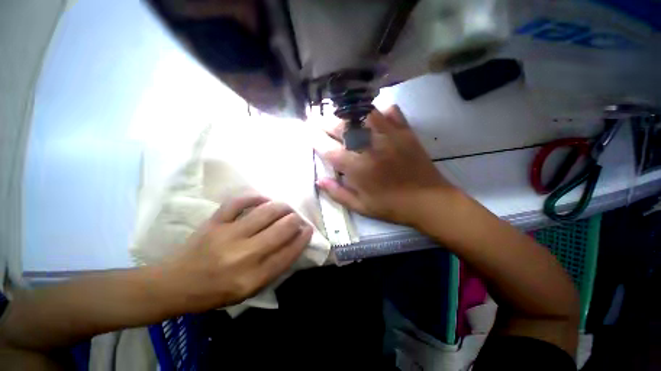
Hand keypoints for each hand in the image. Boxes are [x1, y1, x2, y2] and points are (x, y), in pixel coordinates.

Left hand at [171, 195, 311, 310]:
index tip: (309, 229)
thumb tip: (293, 242)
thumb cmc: (215, 292)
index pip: (288, 253)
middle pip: (281, 229)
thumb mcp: (249, 291)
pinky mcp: (214, 222)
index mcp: (252, 278)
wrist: (175, 284)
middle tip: (297, 218)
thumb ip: (274, 268)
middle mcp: (243, 256)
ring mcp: (227, 235)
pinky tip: (263, 199)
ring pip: (265, 212)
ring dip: (282, 207)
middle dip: (296, 220)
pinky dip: (255, 197)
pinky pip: (238, 202)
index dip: (303, 238)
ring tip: (286, 208)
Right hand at [316, 105, 455, 225]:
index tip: (307, 131)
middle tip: (318, 119)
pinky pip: (390, 111)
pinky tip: (373, 115)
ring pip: (363, 113)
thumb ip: (337, 193)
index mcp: (358, 168)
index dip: (315, 138)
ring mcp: (389, 136)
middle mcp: (370, 148)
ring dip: (348, 112)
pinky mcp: (405, 131)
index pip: (328, 149)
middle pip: (342, 126)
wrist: (428, 201)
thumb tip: (319, 180)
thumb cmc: (391, 206)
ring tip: (341, 114)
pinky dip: (379, 110)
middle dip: (325, 121)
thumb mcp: (360, 206)